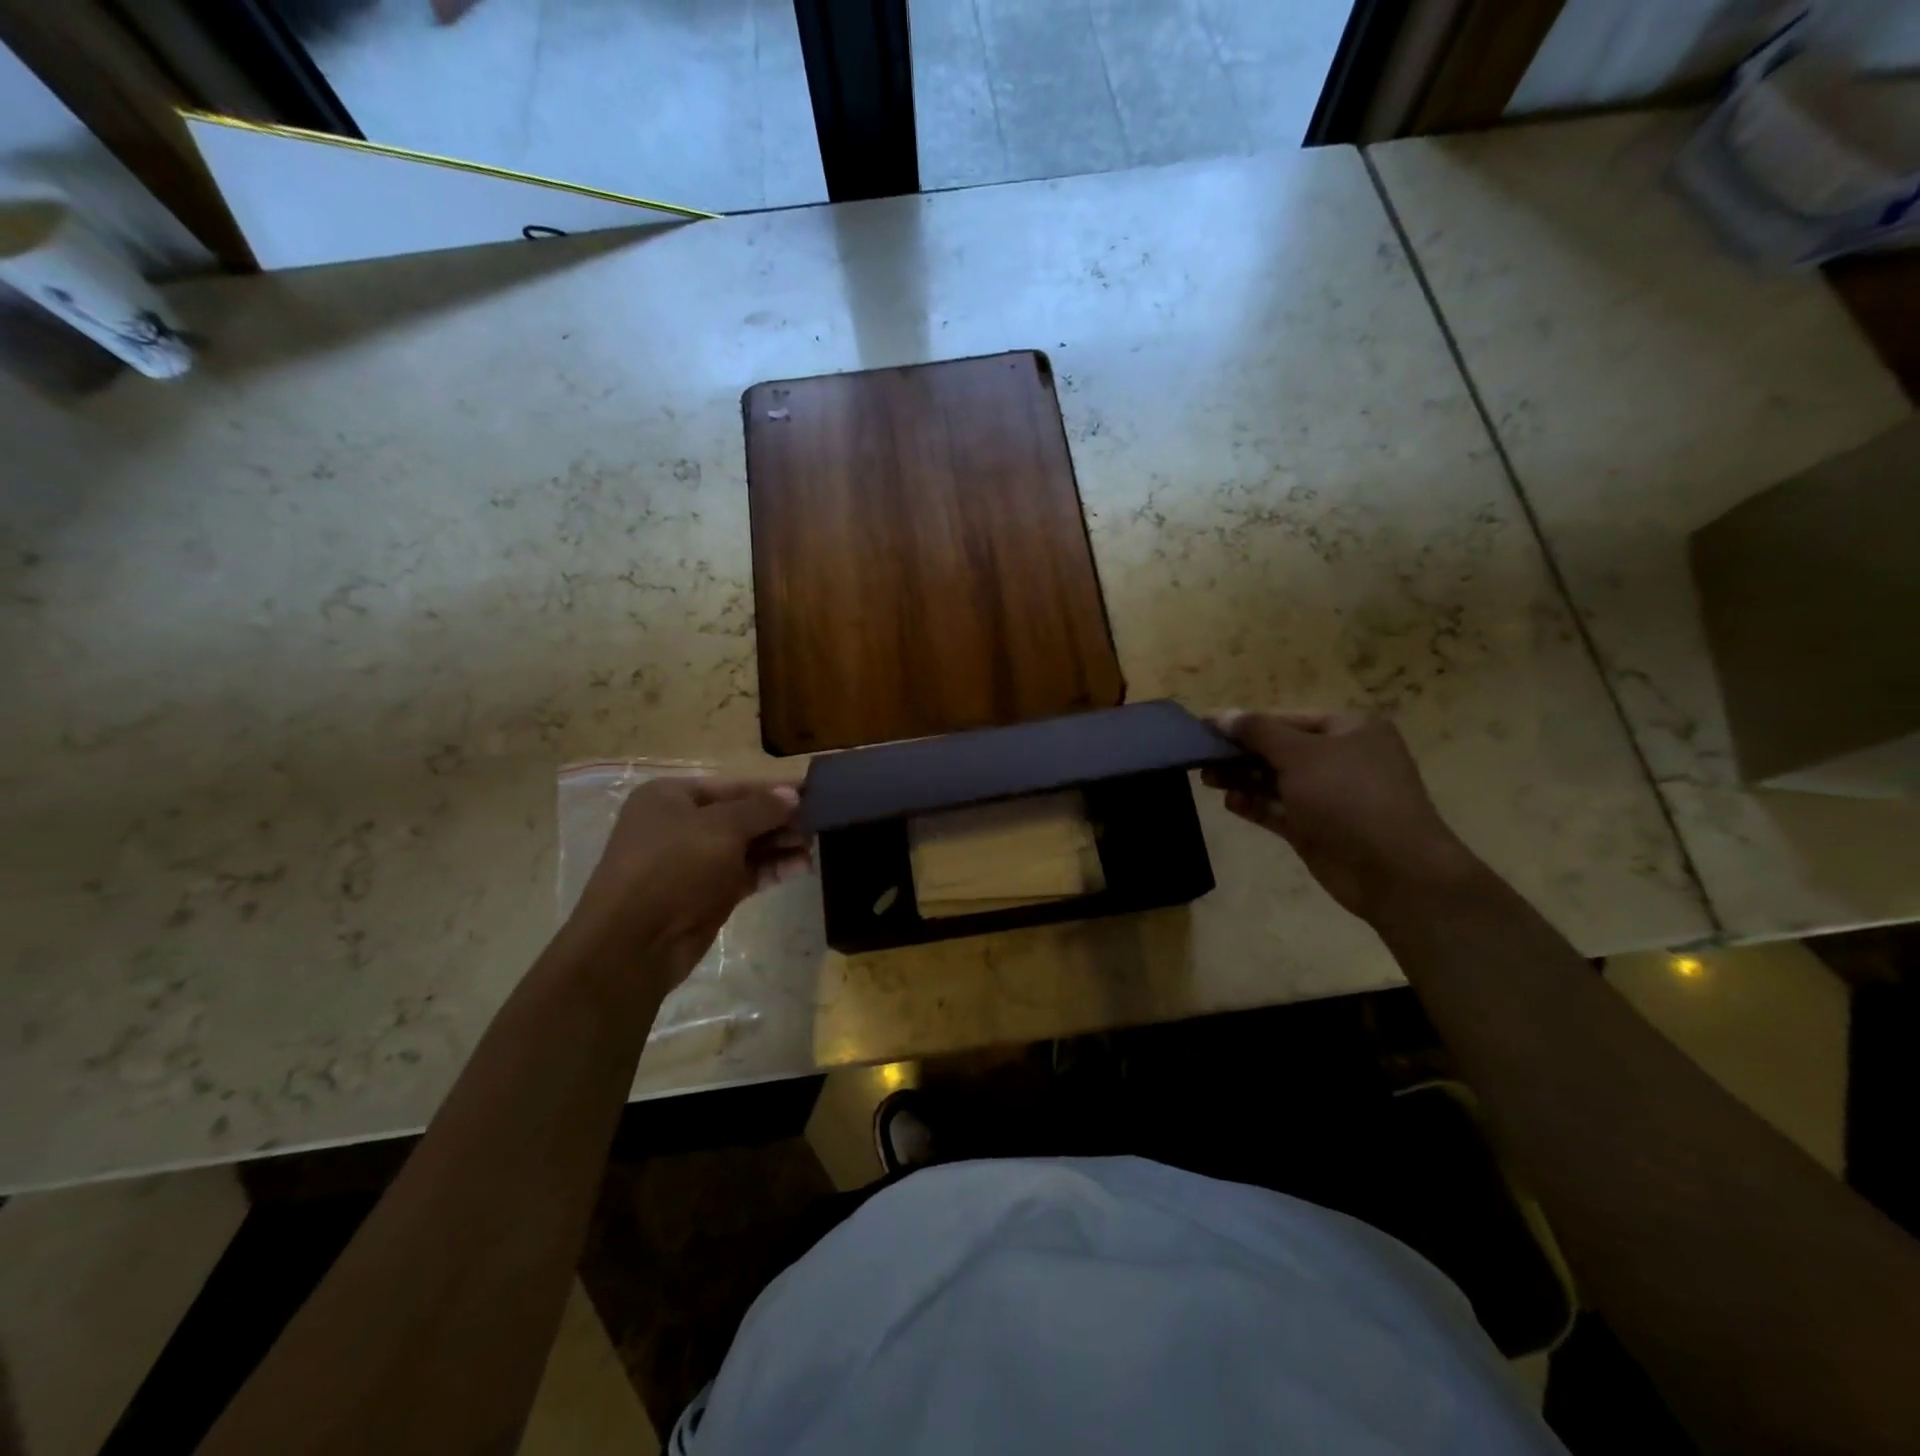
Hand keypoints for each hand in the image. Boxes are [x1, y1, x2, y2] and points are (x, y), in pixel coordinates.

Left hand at [566, 777, 807, 986]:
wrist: (635, 944)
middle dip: (780, 818)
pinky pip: (746, 873)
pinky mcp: (708, 893)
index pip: (733, 785)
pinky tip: (801, 866)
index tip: (812, 789)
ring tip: (814, 845)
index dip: (773, 787)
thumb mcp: (720, 828)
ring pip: (747, 846)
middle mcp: (681, 825)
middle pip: (741, 815)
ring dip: (780, 844)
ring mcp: (694, 862)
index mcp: (671, 797)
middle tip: (820, 820)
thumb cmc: (673, 868)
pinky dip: (772, 868)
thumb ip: (760, 809)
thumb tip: (793, 794)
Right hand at [1203, 711, 1483, 921]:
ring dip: (1242, 779)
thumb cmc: (1349, 797)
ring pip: (1275, 780)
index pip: (1287, 718)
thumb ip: (1257, 732)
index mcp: (1348, 729)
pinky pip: (1278, 810)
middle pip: (1278, 749)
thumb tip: (1221, 715)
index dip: (1245, 722)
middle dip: (1240, 753)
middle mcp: (1340, 759)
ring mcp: (1328, 796)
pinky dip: (1254, 805)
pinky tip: (1230, 803)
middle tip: (1201, 758)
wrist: (1393, 870)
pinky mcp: (1316, 828)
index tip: (1205, 727)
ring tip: (1207, 780)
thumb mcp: (1301, 754)